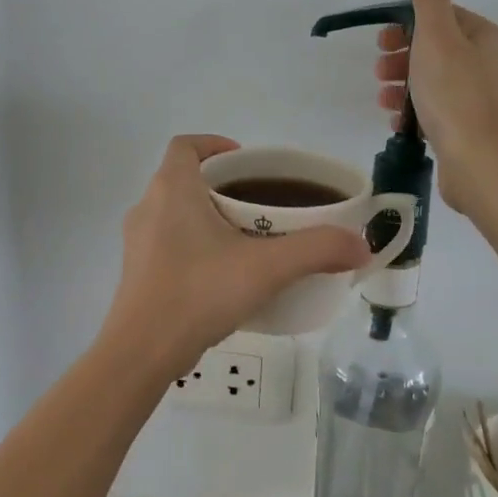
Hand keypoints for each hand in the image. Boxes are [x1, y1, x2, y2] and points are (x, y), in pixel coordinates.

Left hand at [102, 135, 368, 375]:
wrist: (142, 352)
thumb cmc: (199, 292)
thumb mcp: (266, 268)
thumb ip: (317, 251)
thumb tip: (361, 246)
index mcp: (172, 189)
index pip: (185, 145)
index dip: (214, 144)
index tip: (247, 163)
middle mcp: (147, 207)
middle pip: (184, 178)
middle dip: (222, 186)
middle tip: (260, 205)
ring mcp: (137, 242)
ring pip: (175, 212)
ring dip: (207, 216)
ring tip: (246, 240)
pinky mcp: (137, 272)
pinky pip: (167, 242)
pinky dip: (194, 244)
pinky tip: (222, 275)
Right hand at [376, 0, 497, 217]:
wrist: (482, 165)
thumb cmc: (456, 96)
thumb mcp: (436, 37)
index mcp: (488, 39)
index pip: (446, 18)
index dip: (409, 25)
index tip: (382, 41)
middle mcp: (494, 66)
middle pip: (440, 50)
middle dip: (404, 57)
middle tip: (378, 72)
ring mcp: (487, 102)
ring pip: (439, 83)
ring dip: (406, 86)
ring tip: (382, 99)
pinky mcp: (477, 132)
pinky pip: (442, 111)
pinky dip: (418, 111)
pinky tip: (399, 124)